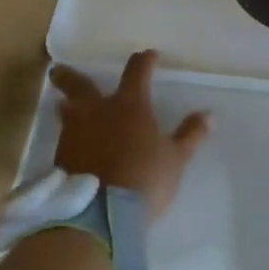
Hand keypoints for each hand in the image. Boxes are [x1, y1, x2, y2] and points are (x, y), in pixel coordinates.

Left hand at [48, 51, 209, 218]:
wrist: (100, 214)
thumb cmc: (144, 178)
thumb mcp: (176, 158)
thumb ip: (191, 134)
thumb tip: (209, 115)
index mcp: (129, 105)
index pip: (137, 71)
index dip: (144, 61)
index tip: (149, 55)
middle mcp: (98, 111)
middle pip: (81, 85)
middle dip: (71, 76)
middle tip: (59, 69)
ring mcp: (75, 133)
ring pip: (67, 111)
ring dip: (66, 104)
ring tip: (63, 103)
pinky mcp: (61, 157)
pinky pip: (64, 136)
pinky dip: (69, 133)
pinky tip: (71, 140)